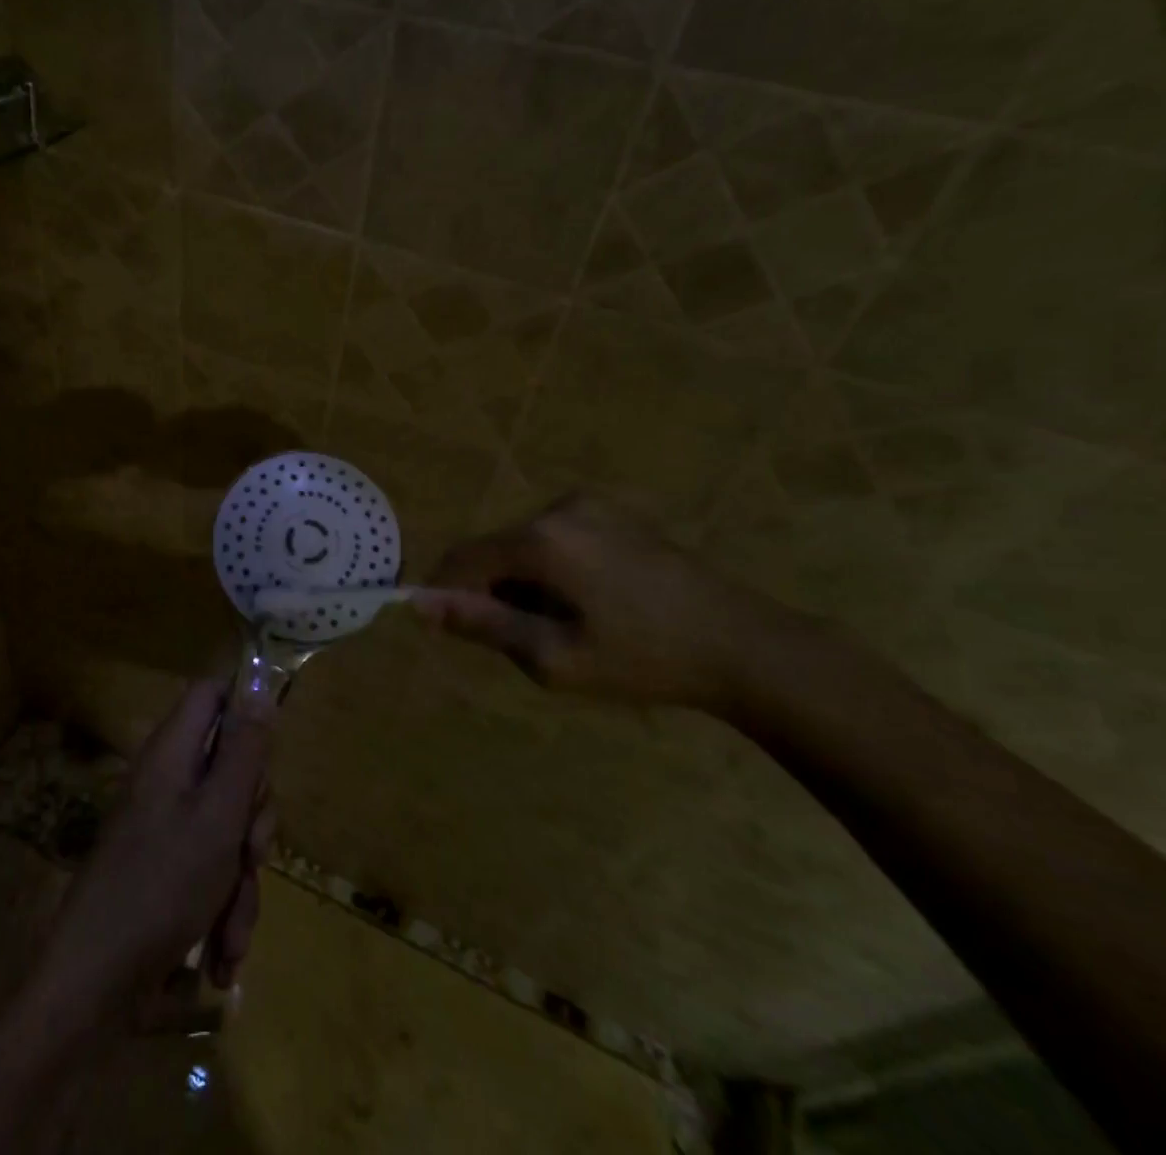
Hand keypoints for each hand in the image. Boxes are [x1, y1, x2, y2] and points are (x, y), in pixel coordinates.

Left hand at [33, 674, 276, 1018]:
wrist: (95, 984)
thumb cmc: (162, 885)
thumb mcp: (219, 814)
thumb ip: (244, 752)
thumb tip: (259, 689)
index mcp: (173, 752)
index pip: (212, 695)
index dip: (244, 709)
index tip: (268, 753)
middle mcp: (169, 781)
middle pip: (231, 768)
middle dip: (253, 819)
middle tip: (252, 854)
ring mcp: (167, 827)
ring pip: (229, 828)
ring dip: (241, 881)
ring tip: (232, 934)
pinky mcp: (168, 870)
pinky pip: (212, 870)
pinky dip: (223, 909)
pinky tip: (222, 955)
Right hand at [412, 492, 811, 711]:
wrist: (745, 646)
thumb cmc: (644, 659)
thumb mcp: (553, 656)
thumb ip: (481, 624)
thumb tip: (420, 603)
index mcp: (542, 539)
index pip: (464, 557)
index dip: (444, 592)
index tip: (444, 629)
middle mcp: (559, 508)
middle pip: (495, 550)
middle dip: (492, 593)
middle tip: (525, 643)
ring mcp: (591, 505)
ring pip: (524, 545)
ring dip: (522, 583)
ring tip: (563, 627)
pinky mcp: (614, 512)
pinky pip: (556, 538)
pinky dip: (550, 570)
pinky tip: (588, 604)